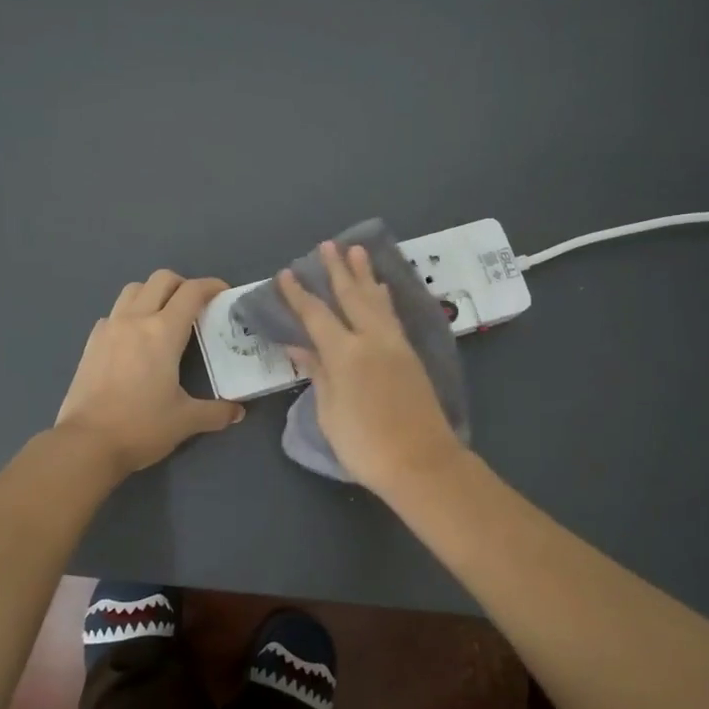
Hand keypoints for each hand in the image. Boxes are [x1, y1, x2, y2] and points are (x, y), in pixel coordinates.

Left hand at [56, 270, 244, 474]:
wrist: (86, 443)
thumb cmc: (141, 427)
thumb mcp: (186, 421)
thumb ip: (216, 412)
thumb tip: (238, 412)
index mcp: (163, 332)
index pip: (192, 292)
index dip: (212, 286)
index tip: (224, 293)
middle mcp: (135, 320)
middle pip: (161, 279)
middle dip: (183, 285)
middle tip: (195, 306)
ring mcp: (109, 328)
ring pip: (133, 290)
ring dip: (153, 293)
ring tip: (164, 317)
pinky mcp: (91, 342)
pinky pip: (114, 313)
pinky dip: (130, 314)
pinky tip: (136, 340)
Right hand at [276, 242, 467, 496]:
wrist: (422, 462)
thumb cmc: (365, 444)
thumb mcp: (329, 412)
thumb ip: (317, 373)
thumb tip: (298, 346)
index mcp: (346, 353)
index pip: (316, 315)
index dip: (299, 294)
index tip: (287, 273)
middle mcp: (372, 339)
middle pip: (351, 296)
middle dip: (338, 270)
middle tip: (328, 246)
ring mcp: (395, 344)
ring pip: (376, 300)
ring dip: (365, 275)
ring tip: (357, 252)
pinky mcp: (410, 354)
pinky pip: (392, 315)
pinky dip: (383, 297)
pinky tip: (381, 290)